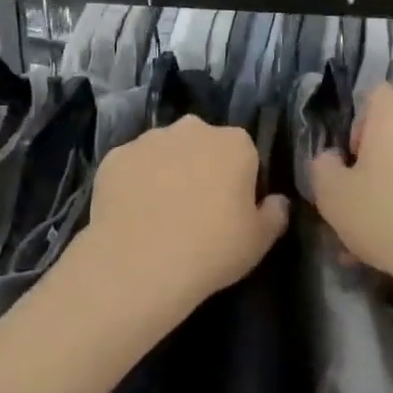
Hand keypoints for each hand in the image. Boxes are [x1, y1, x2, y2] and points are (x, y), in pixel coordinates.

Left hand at [85, 116, 289, 308]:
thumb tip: (278, 201)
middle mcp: (192, 129)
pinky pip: (131, 166)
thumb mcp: (259, 241)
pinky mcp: (114, 156)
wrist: (140, 264)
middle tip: (196, 210)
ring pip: (164, 151)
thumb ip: (274, 214)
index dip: (238, 181)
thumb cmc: (212, 250)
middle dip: (201, 167)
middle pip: (202, 144)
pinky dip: (133, 183)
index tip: (231, 209)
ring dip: (166, 172)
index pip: (244, 154)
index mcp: (235, 143)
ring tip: (159, 214)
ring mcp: (149, 140)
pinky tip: (132, 214)